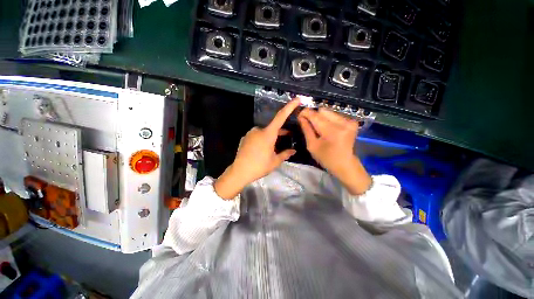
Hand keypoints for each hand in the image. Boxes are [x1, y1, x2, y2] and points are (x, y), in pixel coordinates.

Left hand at [214, 98, 299, 198]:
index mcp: (268, 134)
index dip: (289, 107)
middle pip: (273, 127)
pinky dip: (262, 139)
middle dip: (280, 132)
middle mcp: (258, 130)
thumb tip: (293, 151)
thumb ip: (285, 154)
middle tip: (287, 137)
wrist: (240, 171)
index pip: (281, 117)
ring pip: (264, 132)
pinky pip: (257, 135)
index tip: (296, 99)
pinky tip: (261, 150)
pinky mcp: (245, 137)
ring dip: (271, 137)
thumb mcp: (275, 161)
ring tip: (273, 147)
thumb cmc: (259, 166)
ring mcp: (250, 133)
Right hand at [298, 108, 371, 194]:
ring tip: (319, 129)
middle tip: (309, 125)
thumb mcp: (312, 146)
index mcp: (332, 131)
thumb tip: (301, 117)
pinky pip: (335, 115)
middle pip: (322, 110)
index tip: (299, 116)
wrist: (345, 164)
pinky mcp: (352, 122)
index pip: (315, 115)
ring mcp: (349, 121)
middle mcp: (342, 123)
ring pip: (328, 112)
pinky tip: (327, 130)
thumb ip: (306, 129)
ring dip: (321, 118)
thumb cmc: (326, 158)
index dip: (305, 113)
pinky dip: (328, 120)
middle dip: (314, 116)